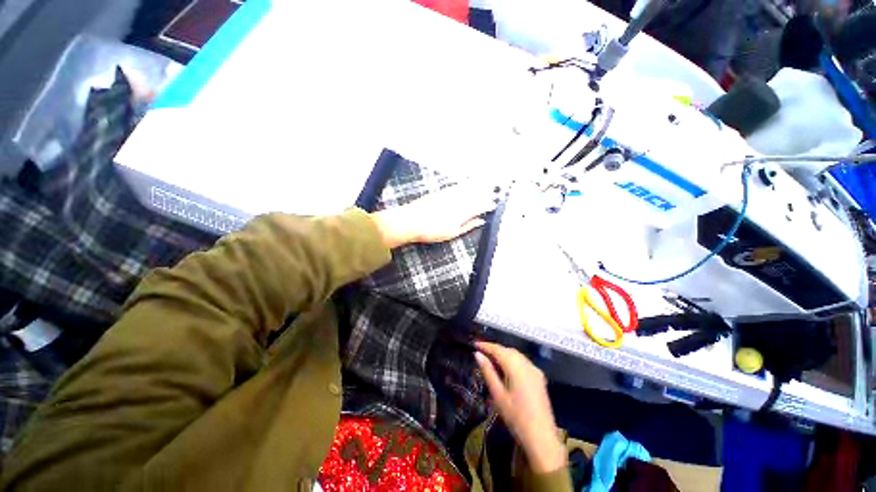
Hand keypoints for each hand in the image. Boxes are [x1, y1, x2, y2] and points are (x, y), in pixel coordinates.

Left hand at [371, 184, 496, 247]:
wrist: (410, 221)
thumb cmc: (432, 231)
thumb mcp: (452, 233)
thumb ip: (468, 226)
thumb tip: (481, 221)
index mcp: (463, 212)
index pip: (480, 206)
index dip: (488, 205)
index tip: (494, 204)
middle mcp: (459, 200)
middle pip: (476, 194)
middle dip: (487, 191)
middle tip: (496, 189)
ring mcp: (450, 194)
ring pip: (468, 188)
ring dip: (479, 184)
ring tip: (487, 181)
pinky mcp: (442, 191)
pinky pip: (458, 186)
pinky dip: (466, 184)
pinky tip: (469, 183)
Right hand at [474, 342, 565, 473]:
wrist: (541, 438)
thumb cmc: (516, 417)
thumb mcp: (497, 395)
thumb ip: (488, 372)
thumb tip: (478, 355)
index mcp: (516, 367)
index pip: (498, 349)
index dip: (485, 345)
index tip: (474, 344)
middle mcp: (527, 364)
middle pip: (508, 350)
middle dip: (494, 349)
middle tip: (481, 352)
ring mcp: (535, 370)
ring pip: (516, 355)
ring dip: (504, 354)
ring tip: (491, 360)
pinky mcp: (539, 377)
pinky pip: (523, 362)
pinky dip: (512, 360)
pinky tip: (506, 369)